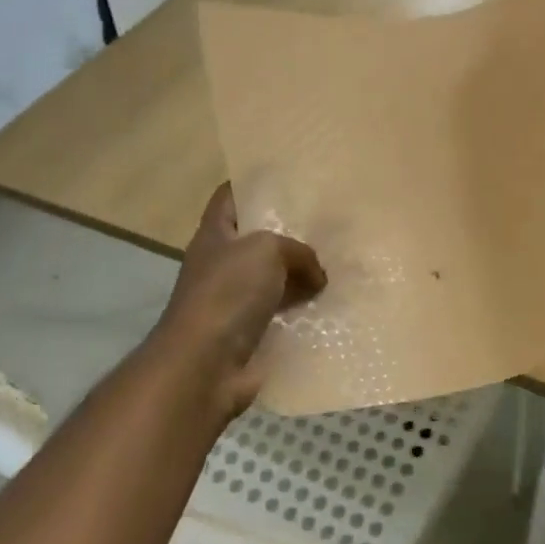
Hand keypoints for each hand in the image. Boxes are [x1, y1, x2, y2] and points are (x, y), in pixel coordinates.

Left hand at [153, 183, 326, 419]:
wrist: (204, 366)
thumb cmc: (227, 294)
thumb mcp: (266, 250)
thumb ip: (297, 251)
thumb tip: (317, 275)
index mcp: (214, 236)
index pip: (229, 198)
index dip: (252, 183)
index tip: (287, 177)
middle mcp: (221, 265)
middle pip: (257, 240)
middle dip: (289, 232)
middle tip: (327, 222)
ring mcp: (234, 302)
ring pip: (274, 279)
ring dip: (301, 276)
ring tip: (340, 264)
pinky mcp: (249, 334)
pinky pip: (283, 314)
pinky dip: (304, 311)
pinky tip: (333, 305)